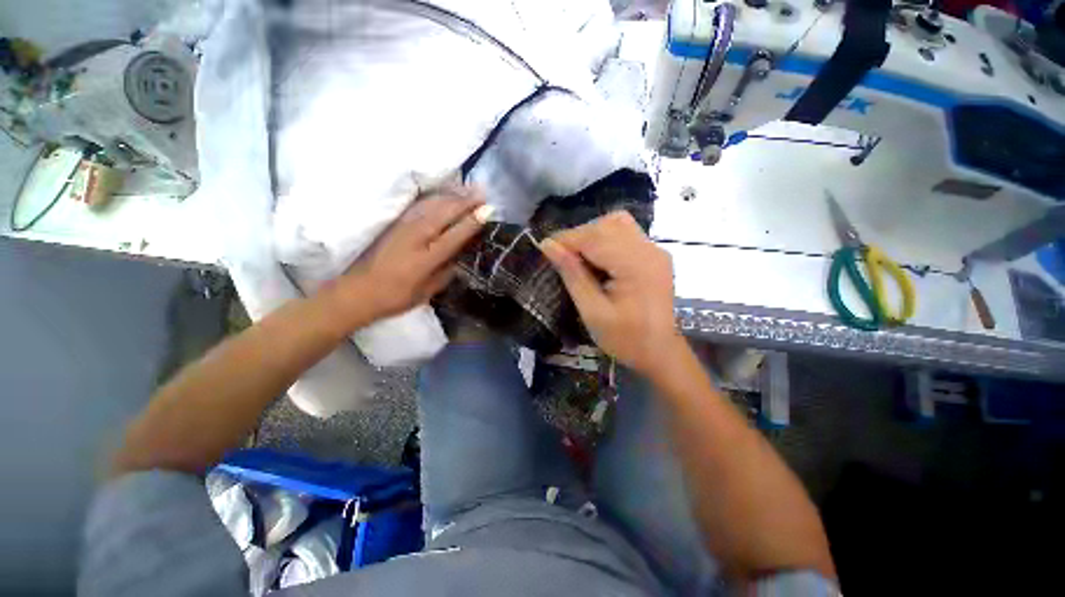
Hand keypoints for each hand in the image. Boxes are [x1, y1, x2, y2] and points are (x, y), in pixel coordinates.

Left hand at [336, 186, 488, 324]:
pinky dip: (435, 197)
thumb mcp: (427, 292)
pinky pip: (419, 205)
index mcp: (426, 259)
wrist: (357, 291)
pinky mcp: (394, 223)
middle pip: (444, 213)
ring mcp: (403, 227)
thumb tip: (462, 256)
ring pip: (432, 205)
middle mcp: (415, 237)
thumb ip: (446, 273)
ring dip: (452, 196)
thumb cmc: (395, 297)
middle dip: (466, 202)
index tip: (489, 210)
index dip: (472, 222)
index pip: (455, 235)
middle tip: (484, 194)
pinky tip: (444, 194)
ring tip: (469, 189)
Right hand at [540, 210, 682, 374]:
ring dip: (592, 235)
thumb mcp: (592, 311)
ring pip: (616, 224)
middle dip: (578, 236)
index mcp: (636, 265)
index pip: (595, 237)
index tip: (544, 248)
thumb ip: (572, 275)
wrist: (659, 352)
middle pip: (606, 225)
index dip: (566, 239)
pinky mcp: (654, 254)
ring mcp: (654, 250)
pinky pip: (626, 233)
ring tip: (578, 257)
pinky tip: (597, 259)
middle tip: (561, 257)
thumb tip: (548, 246)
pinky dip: (605, 239)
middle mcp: (649, 250)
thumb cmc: (625, 339)